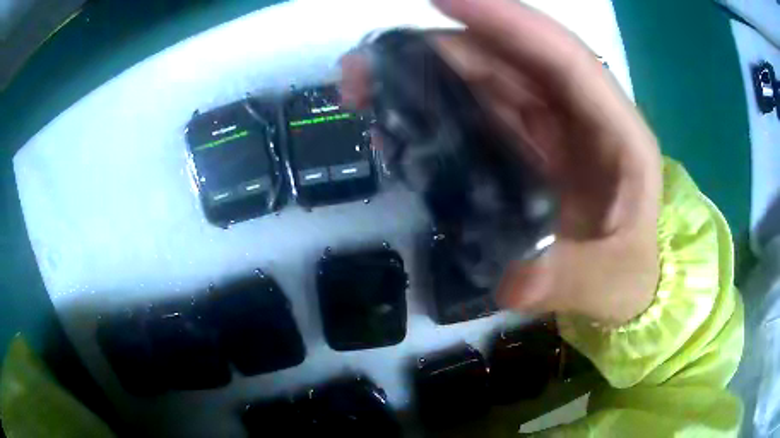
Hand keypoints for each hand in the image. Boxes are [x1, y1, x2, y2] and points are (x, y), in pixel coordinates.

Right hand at [342, 0, 661, 324]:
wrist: (621, 289)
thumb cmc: (629, 279)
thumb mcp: (613, 284)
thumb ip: (573, 279)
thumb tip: (512, 280)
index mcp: (618, 136)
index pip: (568, 60)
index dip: (510, 22)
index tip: (444, 0)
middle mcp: (581, 119)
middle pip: (511, 61)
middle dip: (441, 48)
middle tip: (368, 63)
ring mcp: (549, 133)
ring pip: (485, 81)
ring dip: (425, 74)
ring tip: (364, 87)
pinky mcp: (523, 152)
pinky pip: (475, 115)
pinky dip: (433, 111)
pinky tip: (394, 123)